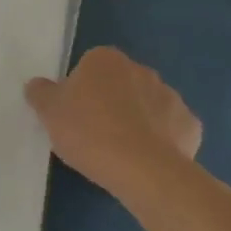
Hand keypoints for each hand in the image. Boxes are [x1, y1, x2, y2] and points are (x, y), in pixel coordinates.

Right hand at [25, 46, 201, 196]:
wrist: (143, 170)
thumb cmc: (88, 131)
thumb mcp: (48, 111)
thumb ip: (41, 92)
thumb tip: (38, 85)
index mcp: (106, 60)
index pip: (89, 65)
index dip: (79, 88)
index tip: (72, 112)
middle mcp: (142, 70)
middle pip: (119, 83)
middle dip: (109, 101)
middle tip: (91, 131)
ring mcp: (172, 97)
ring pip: (146, 105)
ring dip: (135, 119)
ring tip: (118, 150)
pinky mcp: (191, 126)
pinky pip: (169, 129)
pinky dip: (159, 140)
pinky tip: (145, 159)